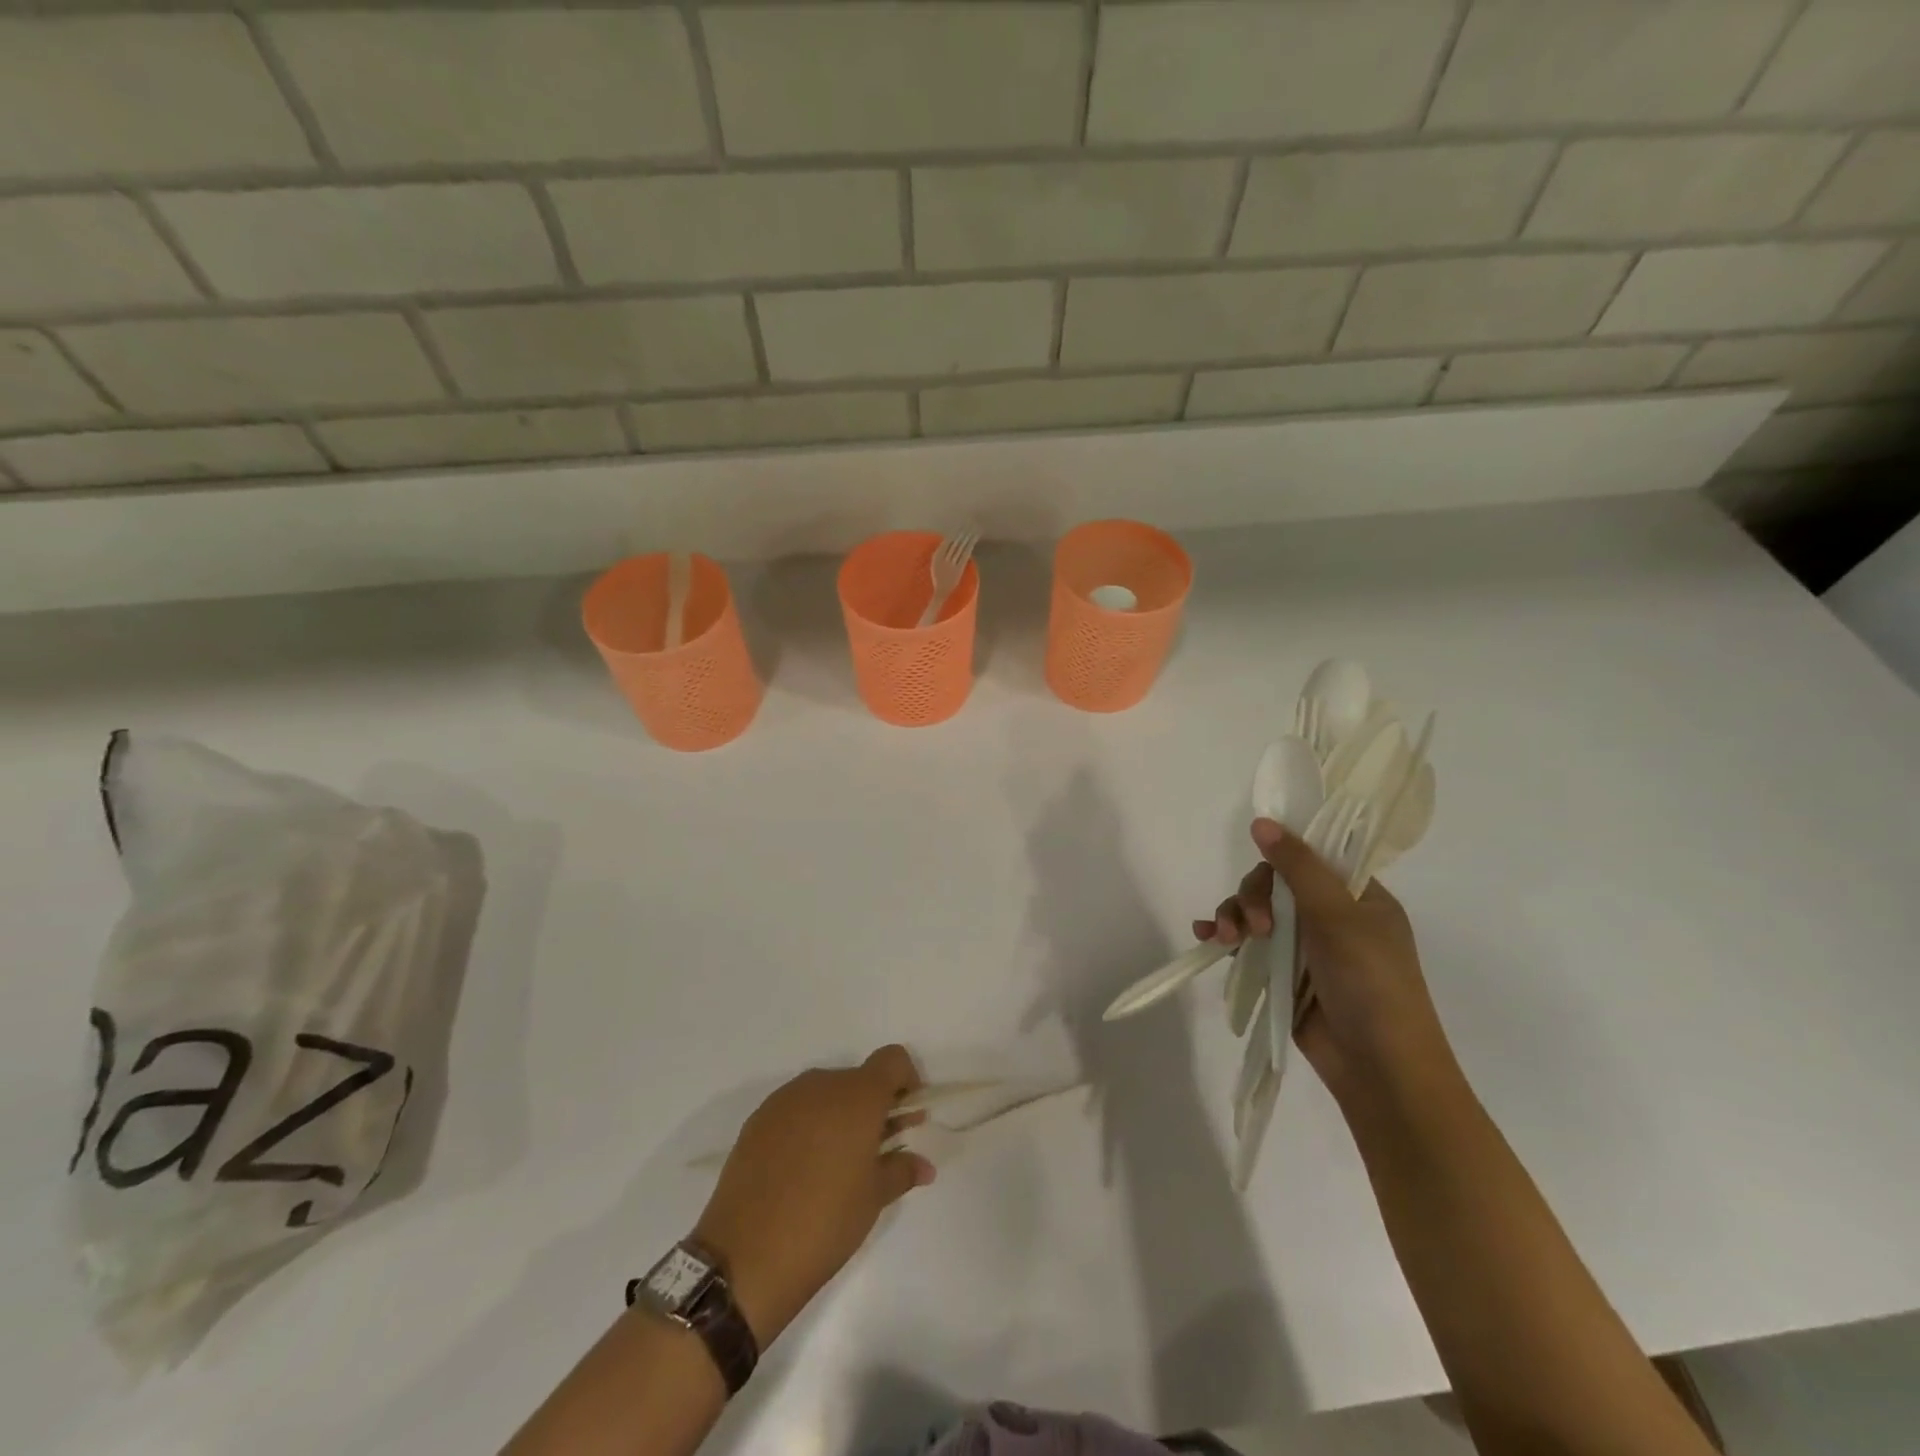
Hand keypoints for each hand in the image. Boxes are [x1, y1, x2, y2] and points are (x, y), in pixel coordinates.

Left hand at [693, 1046, 934, 1345]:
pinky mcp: (757, 1120)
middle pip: (858, 1079)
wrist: (744, 1258)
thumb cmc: (824, 1223)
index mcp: (857, 1096)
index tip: (907, 1117)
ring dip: (840, 1115)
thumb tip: (924, 1165)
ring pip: (825, 1093)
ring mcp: (784, 1100)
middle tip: (877, 1148)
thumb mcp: (873, 1199)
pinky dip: (808, 1125)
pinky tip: (803, 1168)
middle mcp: (821, 1085)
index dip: (906, 1080)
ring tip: (838, 1163)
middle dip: (873, 1105)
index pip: (892, 1060)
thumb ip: (901, 1170)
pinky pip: (795, 1109)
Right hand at [1195, 819, 1454, 1104]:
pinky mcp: (1282, 974)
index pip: (1312, 857)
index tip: (1262, 865)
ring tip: (1223, 937)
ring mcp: (1305, 947)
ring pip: (1256, 912)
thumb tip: (1261, 821)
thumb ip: (1298, 867)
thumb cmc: (1371, 984)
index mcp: (1358, 897)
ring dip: (1234, 916)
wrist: (1379, 1068)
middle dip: (1253, 898)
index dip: (1283, 857)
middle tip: (1253, 927)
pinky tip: (1206, 938)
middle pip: (1275, 884)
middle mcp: (1331, 916)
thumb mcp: (1338, 917)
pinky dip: (1225, 937)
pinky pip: (1247, 944)